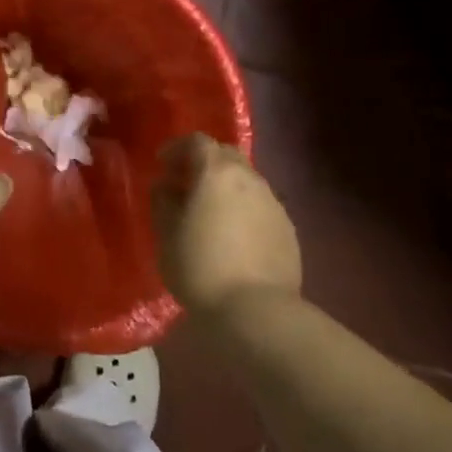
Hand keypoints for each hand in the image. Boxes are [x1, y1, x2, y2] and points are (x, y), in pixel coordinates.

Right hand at [152, 133, 301, 318]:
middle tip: (186, 184)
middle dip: (204, 162)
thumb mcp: (166, 234)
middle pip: (226, 155)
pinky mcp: (288, 229)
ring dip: (226, 186)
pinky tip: (235, 235)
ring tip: (210, 212)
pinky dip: (244, 209)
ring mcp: (273, 202)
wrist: (257, 310)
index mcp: (217, 172)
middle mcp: (250, 178)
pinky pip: (261, 206)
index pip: (197, 141)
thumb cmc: (200, 267)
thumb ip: (163, 201)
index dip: (177, 148)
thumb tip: (166, 185)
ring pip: (246, 181)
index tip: (162, 164)